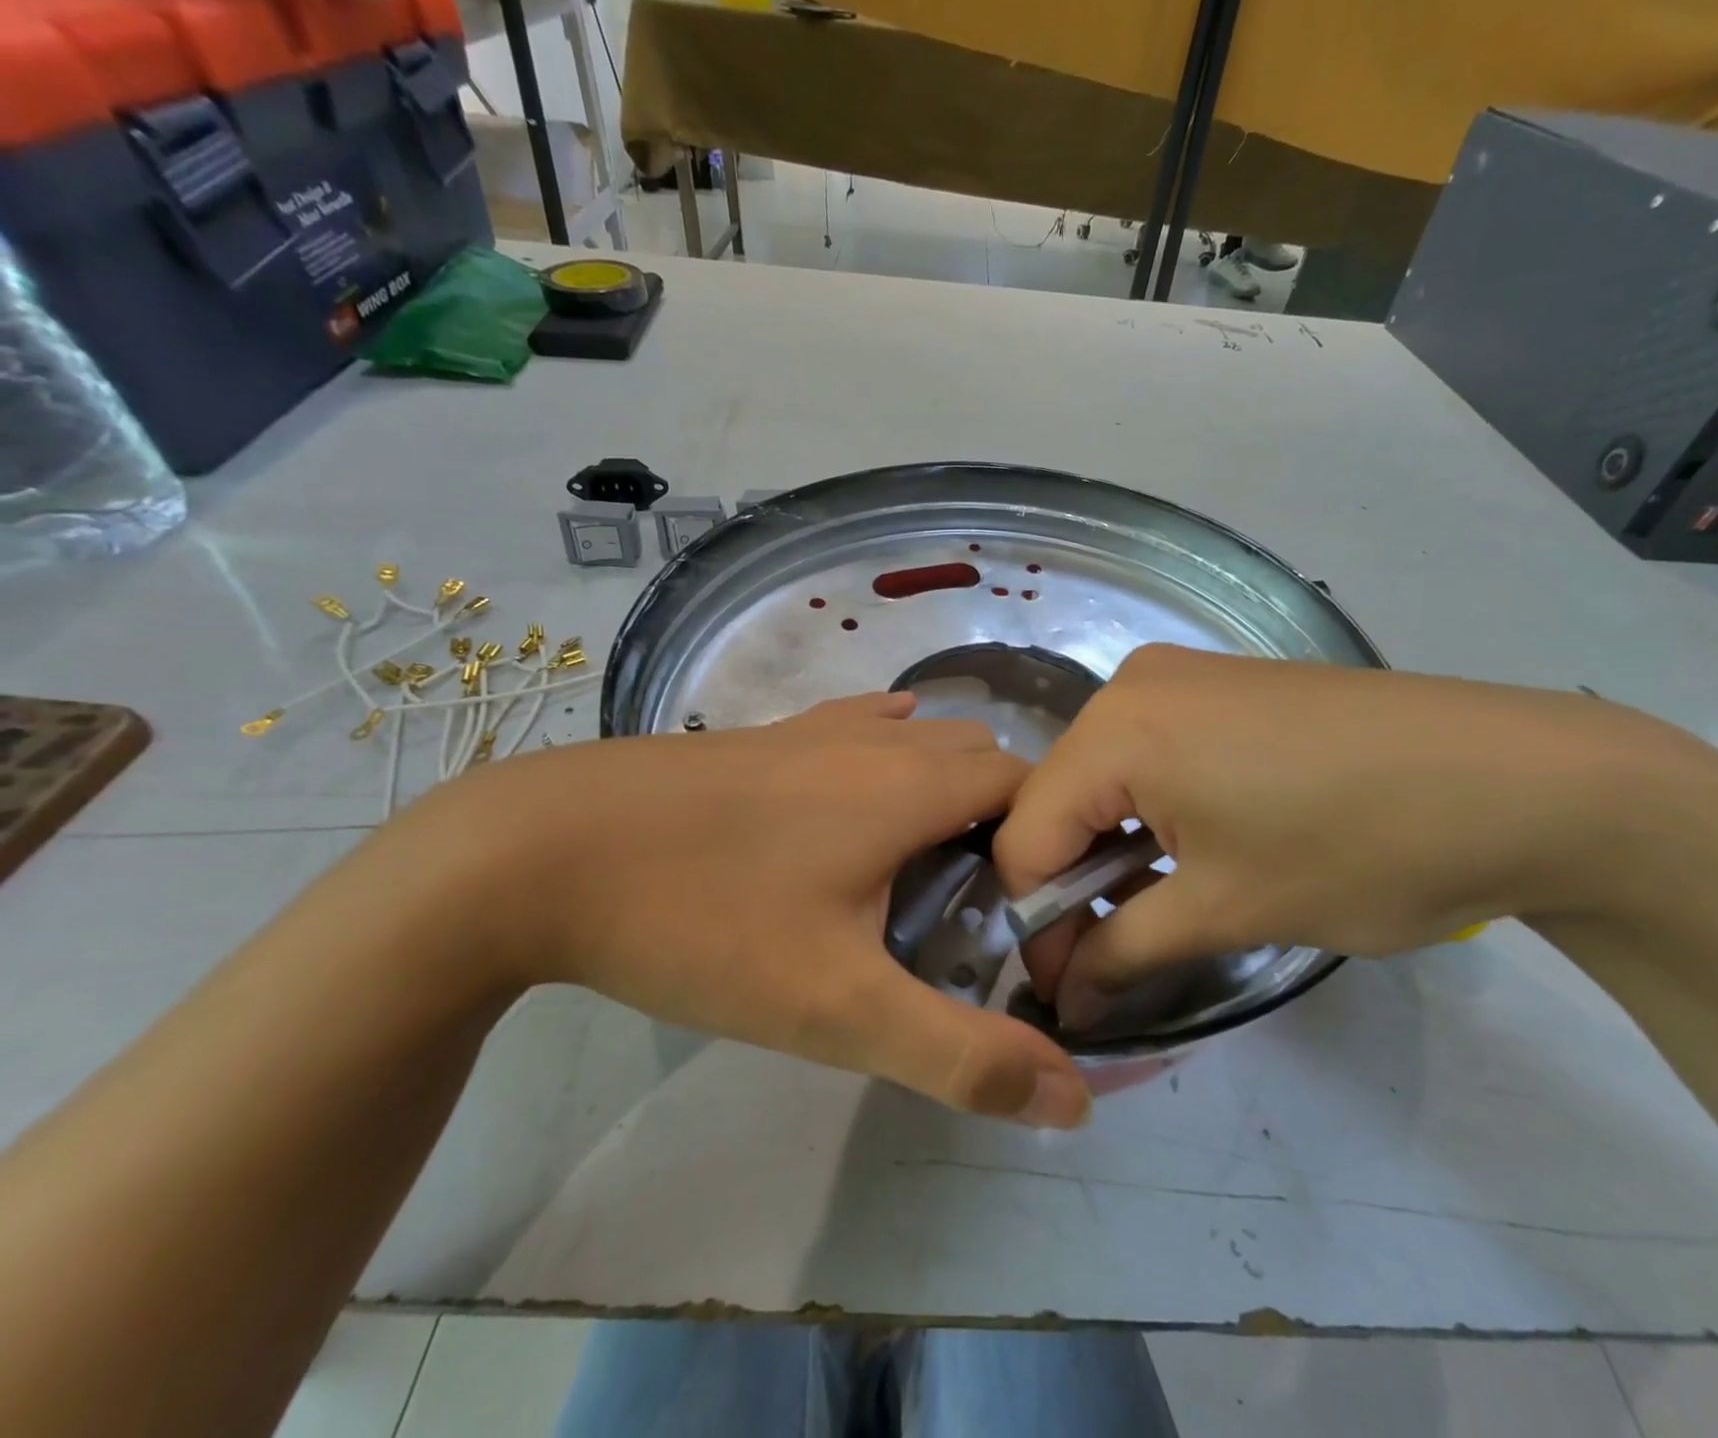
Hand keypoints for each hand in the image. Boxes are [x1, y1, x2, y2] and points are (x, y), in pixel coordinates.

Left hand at [415, 692, 1090, 1127]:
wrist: (535, 851)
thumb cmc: (702, 920)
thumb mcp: (837, 1008)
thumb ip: (959, 1054)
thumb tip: (1071, 1100)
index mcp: (910, 786)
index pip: (1027, 787)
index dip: (1050, 842)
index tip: (1038, 915)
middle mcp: (873, 740)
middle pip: (978, 761)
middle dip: (1003, 823)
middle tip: (985, 909)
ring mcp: (811, 728)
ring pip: (917, 741)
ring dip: (946, 790)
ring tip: (928, 867)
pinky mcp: (760, 736)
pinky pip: (855, 726)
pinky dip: (887, 751)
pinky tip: (870, 784)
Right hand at [993, 645, 1687, 1028]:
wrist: (1528, 781)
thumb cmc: (1360, 847)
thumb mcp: (1226, 910)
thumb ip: (1121, 953)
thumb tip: (1062, 1003)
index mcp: (1115, 727)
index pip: (1025, 836)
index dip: (1037, 919)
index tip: (1068, 985)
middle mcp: (1130, 685)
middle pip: (1059, 801)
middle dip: (1072, 885)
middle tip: (1108, 956)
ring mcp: (1179, 678)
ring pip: (1102, 778)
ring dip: (1111, 850)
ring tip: (1153, 908)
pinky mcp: (1221, 686)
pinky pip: (1147, 754)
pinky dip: (1149, 811)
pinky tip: (1189, 850)